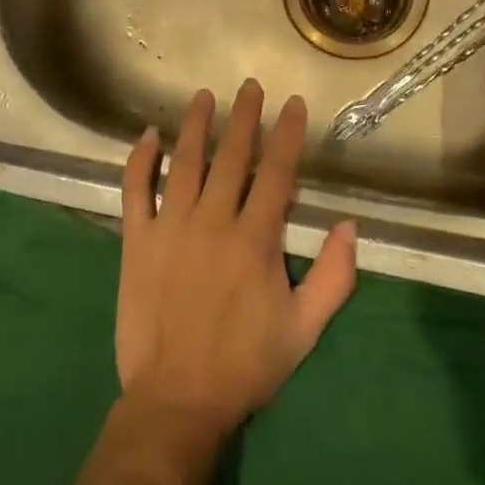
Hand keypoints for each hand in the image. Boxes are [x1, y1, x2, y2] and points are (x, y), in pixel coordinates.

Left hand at [117, 80, 357, 438]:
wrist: (177, 398)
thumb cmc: (246, 364)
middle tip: (250, 86)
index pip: (277, 173)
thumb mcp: (305, 328)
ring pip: (184, 163)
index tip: (294, 104)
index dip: (288, 134)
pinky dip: (140, 160)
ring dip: (195, 125)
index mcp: (255, 240)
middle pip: (232, 156)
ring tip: (203, 96)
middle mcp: (213, 221)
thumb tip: (349, 225)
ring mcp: (170, 227)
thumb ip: (335, 276)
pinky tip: (148, 135)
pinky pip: (135, 190)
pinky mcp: (136, 241)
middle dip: (244, 117)